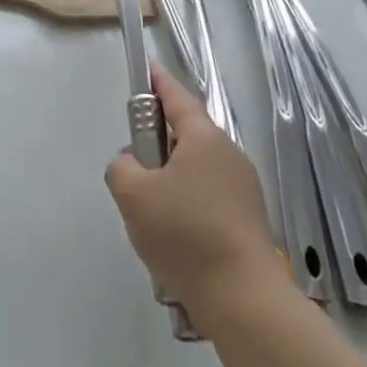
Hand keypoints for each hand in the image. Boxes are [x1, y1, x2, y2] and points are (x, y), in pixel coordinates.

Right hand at [104, 67, 281, 322]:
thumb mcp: (133, 194)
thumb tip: (132, 163)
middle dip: (156, 142)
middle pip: (185, 134)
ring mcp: (242, 187)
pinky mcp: (245, 218)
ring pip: (194, 168)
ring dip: (168, 177)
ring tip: (146, 210)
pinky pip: (206, 195)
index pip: (177, 97)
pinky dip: (184, 202)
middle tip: (131, 164)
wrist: (241, 296)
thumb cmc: (184, 233)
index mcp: (204, 138)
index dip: (157, 82)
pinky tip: (170, 234)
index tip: (146, 69)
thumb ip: (121, 166)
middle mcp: (228, 154)